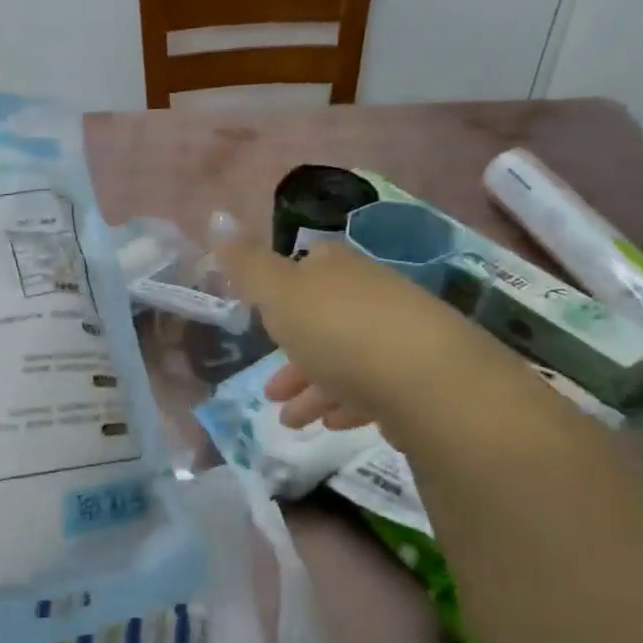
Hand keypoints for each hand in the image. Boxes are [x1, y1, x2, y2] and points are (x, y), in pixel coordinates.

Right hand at [214, 236, 501, 435]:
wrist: (425, 379)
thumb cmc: (337, 330)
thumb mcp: (278, 293)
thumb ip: (247, 265)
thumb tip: (218, 220)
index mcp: (337, 268)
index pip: (308, 265)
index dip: (281, 292)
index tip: (261, 319)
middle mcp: (370, 294)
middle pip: (323, 320)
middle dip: (292, 355)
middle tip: (270, 391)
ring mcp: (398, 335)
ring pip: (345, 359)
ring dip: (313, 389)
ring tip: (291, 421)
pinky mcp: (418, 375)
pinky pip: (372, 387)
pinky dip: (346, 403)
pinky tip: (331, 423)